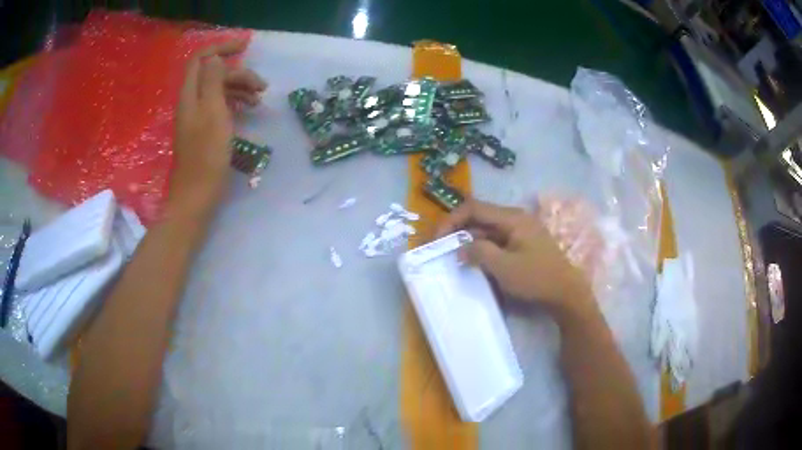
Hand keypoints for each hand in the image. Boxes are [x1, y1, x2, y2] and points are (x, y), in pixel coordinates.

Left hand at [166, 40, 265, 221]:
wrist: (196, 196)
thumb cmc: (207, 155)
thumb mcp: (212, 112)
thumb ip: (212, 81)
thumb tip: (216, 58)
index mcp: (190, 94)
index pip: (201, 58)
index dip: (221, 48)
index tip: (246, 46)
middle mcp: (191, 101)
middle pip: (213, 73)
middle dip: (238, 72)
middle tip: (262, 85)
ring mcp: (197, 116)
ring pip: (218, 89)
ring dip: (239, 88)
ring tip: (259, 98)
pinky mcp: (203, 129)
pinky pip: (219, 105)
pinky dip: (235, 102)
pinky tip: (249, 109)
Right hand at [437, 199, 595, 320]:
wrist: (566, 294)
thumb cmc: (537, 279)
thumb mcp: (504, 267)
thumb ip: (479, 252)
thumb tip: (460, 248)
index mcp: (512, 218)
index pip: (474, 208)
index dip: (452, 220)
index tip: (438, 239)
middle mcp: (516, 219)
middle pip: (480, 218)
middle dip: (459, 231)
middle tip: (442, 250)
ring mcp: (520, 232)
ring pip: (487, 231)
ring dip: (470, 242)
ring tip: (456, 259)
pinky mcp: (523, 245)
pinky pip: (497, 242)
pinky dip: (483, 250)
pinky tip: (476, 264)